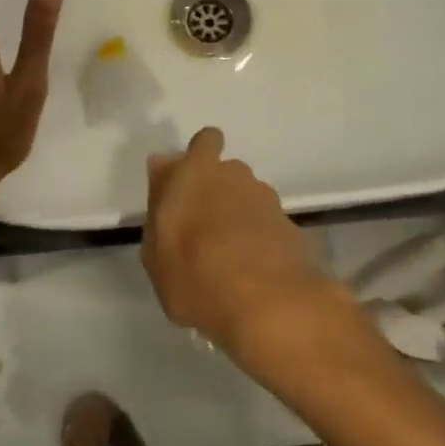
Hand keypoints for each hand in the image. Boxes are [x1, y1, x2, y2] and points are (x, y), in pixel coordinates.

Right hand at [141, 127, 349, 362]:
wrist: (268, 304)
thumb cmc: (196, 275)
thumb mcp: (155, 251)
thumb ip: (158, 203)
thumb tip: (162, 167)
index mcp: (195, 172)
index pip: (204, 141)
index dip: (199, 156)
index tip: (189, 184)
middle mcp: (233, 175)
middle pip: (224, 172)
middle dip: (216, 192)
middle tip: (202, 230)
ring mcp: (266, 199)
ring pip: (246, 198)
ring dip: (238, 216)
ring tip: (227, 258)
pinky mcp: (289, 224)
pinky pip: (265, 224)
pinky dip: (258, 239)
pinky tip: (251, 271)